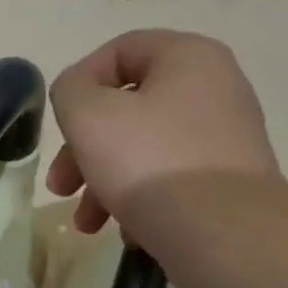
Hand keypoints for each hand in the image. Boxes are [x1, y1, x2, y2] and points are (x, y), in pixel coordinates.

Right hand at [47, 29, 285, 257]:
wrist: (227, 236)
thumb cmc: (151, 164)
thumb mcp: (89, 117)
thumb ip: (70, 91)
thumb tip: (78, 95)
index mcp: (187, 57)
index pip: (120, 50)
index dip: (79, 83)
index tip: (60, 125)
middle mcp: (214, 88)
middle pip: (127, 108)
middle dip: (83, 150)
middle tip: (61, 187)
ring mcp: (225, 138)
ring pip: (143, 149)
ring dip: (103, 183)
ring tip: (88, 224)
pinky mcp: (227, 182)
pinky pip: (170, 180)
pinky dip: (141, 201)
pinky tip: (129, 233)